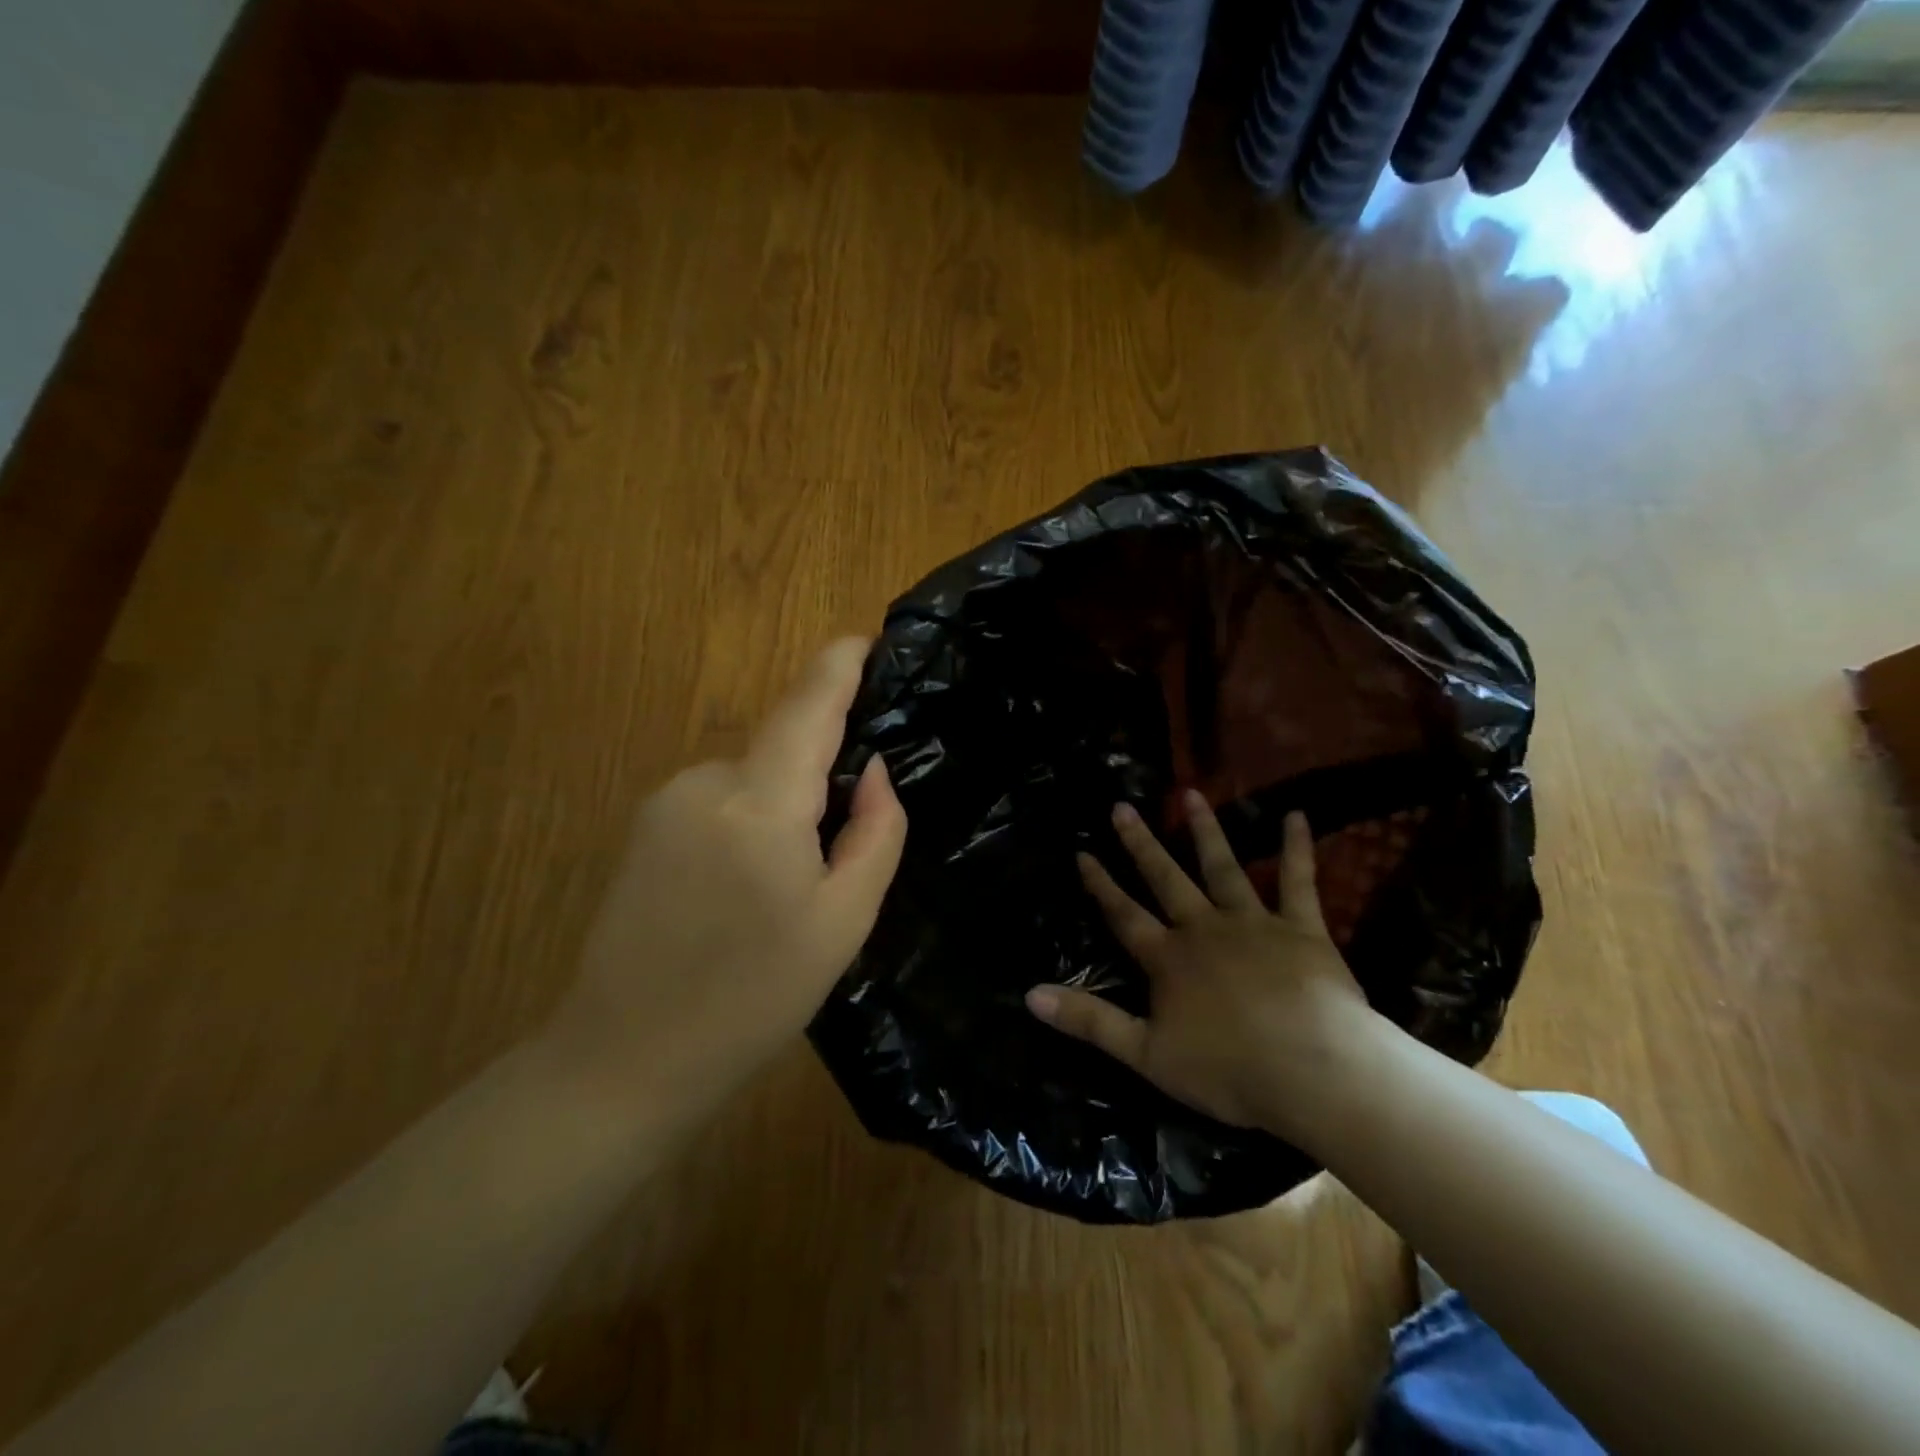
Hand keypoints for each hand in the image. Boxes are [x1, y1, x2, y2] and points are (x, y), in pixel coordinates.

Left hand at [548, 637, 906, 1107]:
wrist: (624, 1058)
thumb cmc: (753, 998)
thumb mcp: (842, 922)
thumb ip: (874, 832)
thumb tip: (873, 770)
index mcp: (759, 805)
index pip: (807, 707)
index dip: (839, 664)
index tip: (867, 638)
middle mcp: (705, 783)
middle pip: (784, 749)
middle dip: (821, 776)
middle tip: (839, 853)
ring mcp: (666, 802)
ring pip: (754, 779)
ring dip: (784, 809)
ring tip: (786, 889)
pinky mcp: (646, 825)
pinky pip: (721, 800)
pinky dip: (750, 822)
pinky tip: (743, 890)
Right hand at [1026, 792, 1376, 1138]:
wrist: (1314, 1072)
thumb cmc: (1229, 1070)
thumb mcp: (1146, 1054)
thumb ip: (1089, 1020)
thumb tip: (1030, 994)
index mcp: (1169, 958)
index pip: (1124, 915)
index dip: (1101, 885)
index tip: (1083, 852)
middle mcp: (1204, 928)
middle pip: (1166, 879)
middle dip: (1141, 843)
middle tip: (1122, 807)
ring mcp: (1254, 923)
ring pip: (1222, 867)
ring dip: (1205, 831)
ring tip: (1190, 794)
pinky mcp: (1302, 928)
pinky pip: (1298, 881)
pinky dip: (1296, 848)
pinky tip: (1297, 816)